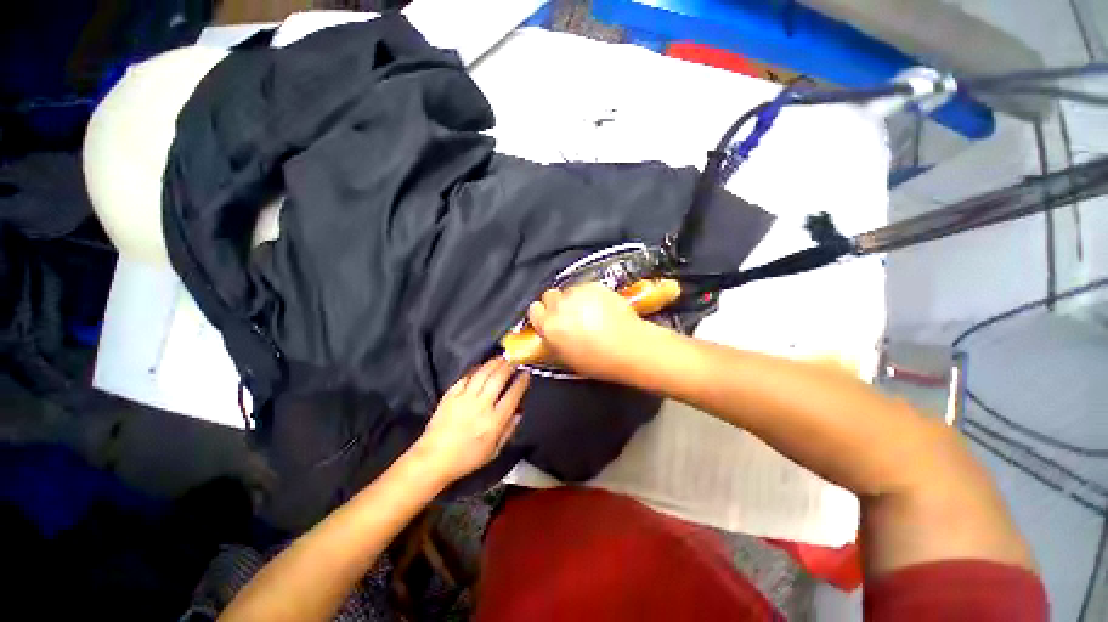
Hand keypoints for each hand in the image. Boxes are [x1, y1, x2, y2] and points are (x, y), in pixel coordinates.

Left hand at [412, 357, 528, 483]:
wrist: (433, 459)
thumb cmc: (467, 458)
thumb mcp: (493, 451)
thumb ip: (508, 430)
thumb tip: (519, 412)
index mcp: (494, 421)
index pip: (513, 395)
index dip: (521, 382)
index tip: (526, 373)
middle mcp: (481, 405)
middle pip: (498, 378)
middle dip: (509, 366)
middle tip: (514, 360)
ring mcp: (464, 398)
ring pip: (483, 374)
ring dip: (494, 363)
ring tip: (501, 357)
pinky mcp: (450, 395)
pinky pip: (466, 377)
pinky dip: (475, 369)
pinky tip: (481, 366)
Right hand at [527, 283, 648, 379]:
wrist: (629, 347)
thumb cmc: (598, 361)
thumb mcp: (566, 356)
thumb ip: (553, 339)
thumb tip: (550, 331)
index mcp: (549, 326)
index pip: (534, 310)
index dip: (542, 315)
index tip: (549, 319)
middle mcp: (560, 306)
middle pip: (549, 296)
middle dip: (556, 304)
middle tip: (569, 314)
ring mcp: (578, 293)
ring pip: (568, 290)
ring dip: (573, 299)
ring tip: (588, 311)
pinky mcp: (594, 286)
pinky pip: (585, 287)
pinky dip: (589, 295)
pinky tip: (601, 307)